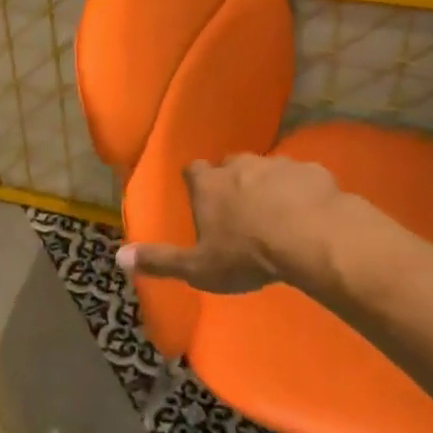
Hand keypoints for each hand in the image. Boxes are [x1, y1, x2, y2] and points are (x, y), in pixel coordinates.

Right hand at [115, 153, 387, 297]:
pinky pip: (304, 178)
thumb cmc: (247, 254)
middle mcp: (240, 165)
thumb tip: (118, 257)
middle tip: (240, 207)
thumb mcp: (199, 267)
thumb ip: (161, 261)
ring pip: (268, 169)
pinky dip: (303, 191)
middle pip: (231, 165)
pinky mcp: (313, 171)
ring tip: (278, 213)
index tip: (201, 197)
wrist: (313, 238)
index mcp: (209, 184)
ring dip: (270, 185)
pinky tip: (311, 213)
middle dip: (233, 180)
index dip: (197, 182)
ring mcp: (279, 164)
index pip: (193, 170)